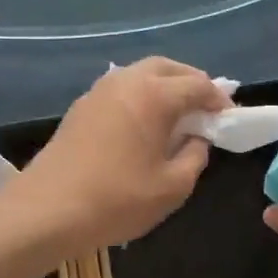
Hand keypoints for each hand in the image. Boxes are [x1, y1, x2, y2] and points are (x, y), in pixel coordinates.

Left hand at [15, 58, 230, 257]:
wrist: (47, 210)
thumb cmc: (117, 199)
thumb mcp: (173, 186)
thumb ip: (195, 156)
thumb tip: (197, 139)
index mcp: (154, 94)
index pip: (198, 85)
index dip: (219, 100)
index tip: (230, 118)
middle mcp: (127, 81)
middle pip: (168, 68)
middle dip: (191, 82)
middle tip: (206, 109)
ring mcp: (99, 91)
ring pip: (140, 74)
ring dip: (164, 86)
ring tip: (177, 115)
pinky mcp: (81, 107)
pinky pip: (121, 89)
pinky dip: (140, 96)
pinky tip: (143, 123)